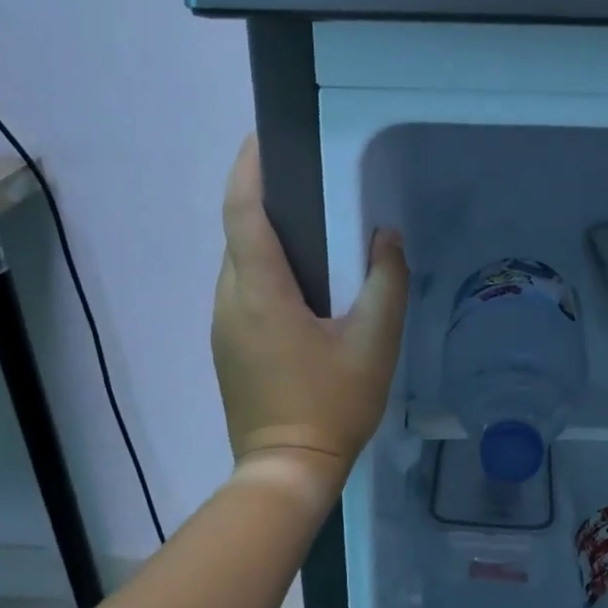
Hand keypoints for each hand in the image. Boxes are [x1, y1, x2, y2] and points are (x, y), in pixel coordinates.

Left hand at [212, 137, 409, 500]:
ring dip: (265, 241)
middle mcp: (230, 301)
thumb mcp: (375, 342)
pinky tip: (300, 290)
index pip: (242, 213)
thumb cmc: (333, 404)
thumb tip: (386, 236)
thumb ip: (386, 281)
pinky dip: (263, 274)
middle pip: (239, 235)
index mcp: (261, 292)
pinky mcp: (225, 348)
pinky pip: (241, 293)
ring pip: (239, 266)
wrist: (287, 470)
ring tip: (310, 235)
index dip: (248, 169)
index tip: (262, 138)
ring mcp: (222, 327)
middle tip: (307, 187)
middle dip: (263, 202)